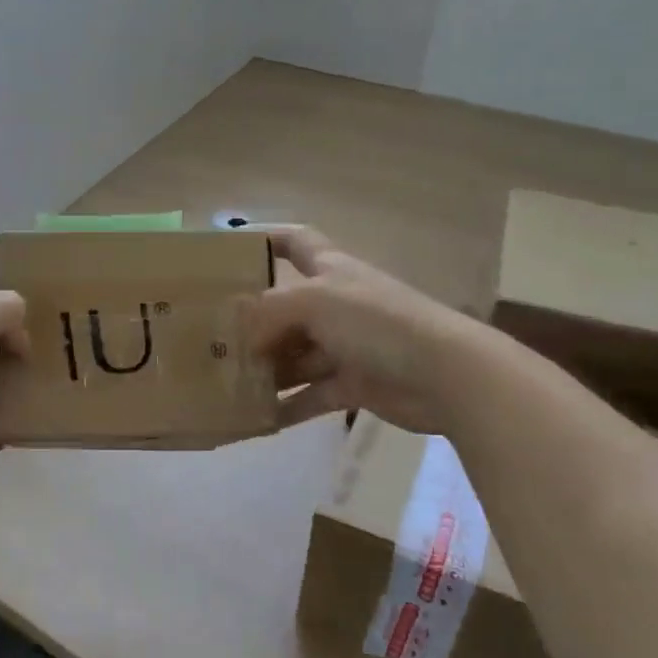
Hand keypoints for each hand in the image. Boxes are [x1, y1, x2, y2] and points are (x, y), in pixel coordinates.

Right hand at [244, 227, 463, 435]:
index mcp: (331, 270)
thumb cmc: (377, 322)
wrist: (445, 375)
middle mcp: (336, 304)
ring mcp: (346, 346)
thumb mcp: (315, 301)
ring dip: (266, 369)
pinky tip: (258, 419)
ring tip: (226, 383)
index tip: (230, 249)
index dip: (266, 238)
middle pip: (285, 308)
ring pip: (295, 356)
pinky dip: (288, 406)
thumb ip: (269, 311)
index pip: (296, 241)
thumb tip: (241, 333)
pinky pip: (311, 395)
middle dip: (253, 322)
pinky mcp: (354, 385)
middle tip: (212, 339)